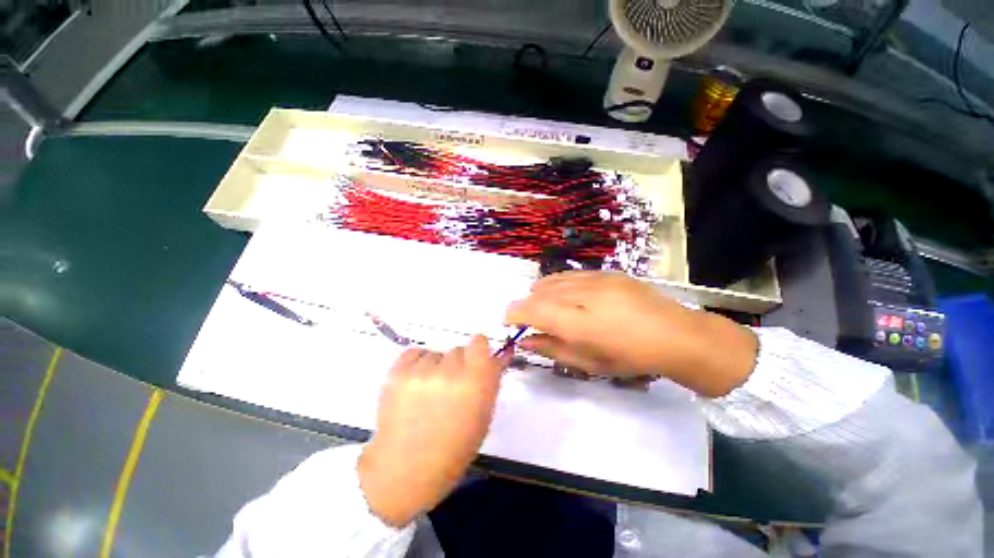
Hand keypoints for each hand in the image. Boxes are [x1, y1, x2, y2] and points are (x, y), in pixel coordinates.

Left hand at [358, 336, 504, 526]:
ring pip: (436, 354)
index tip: (475, 362)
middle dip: (458, 365)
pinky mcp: (398, 373)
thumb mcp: (484, 416)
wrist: (406, 469)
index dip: (478, 350)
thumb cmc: (454, 448)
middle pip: (458, 350)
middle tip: (451, 387)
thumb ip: (490, 381)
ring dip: (437, 367)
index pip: (479, 341)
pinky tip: (415, 386)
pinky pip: (415, 353)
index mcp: (475, 382)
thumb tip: (495, 357)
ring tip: (429, 393)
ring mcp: (421, 371)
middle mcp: (450, 371)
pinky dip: (417, 364)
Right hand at [504, 271, 757, 396]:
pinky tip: (559, 290)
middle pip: (540, 293)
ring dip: (540, 292)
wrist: (676, 335)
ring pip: (554, 281)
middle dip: (526, 304)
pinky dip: (557, 282)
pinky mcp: (607, 273)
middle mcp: (583, 296)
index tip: (507, 320)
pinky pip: (571, 274)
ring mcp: (596, 280)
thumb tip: (525, 340)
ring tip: (539, 303)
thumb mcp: (589, 363)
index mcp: (578, 324)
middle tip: (525, 317)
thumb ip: (552, 348)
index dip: (514, 313)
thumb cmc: (631, 358)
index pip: (532, 311)